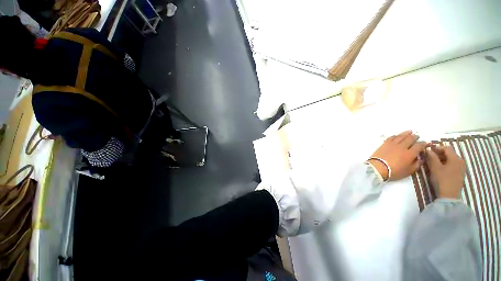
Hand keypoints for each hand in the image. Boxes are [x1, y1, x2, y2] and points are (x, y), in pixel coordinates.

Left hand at [368, 130, 426, 180]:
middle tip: (417, 136)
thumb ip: (416, 164)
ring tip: (410, 131)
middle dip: (415, 137)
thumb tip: (420, 159)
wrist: (378, 167)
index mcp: (410, 153)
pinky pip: (391, 137)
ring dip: (406, 133)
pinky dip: (396, 135)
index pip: (419, 146)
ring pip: (401, 136)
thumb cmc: (394, 171)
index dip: (423, 144)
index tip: (425, 143)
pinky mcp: (384, 144)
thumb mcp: (409, 171)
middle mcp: (402, 147)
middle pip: (410, 139)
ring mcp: (393, 144)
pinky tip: (397, 135)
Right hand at [425, 145, 465, 198]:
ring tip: (433, 163)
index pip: (446, 148)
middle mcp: (460, 161)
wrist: (449, 196)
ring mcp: (461, 168)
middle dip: (439, 154)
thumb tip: (428, 150)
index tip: (428, 150)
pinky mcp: (460, 174)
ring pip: (451, 160)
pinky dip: (446, 164)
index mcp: (455, 158)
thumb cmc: (442, 180)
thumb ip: (431, 157)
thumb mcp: (434, 167)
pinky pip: (453, 165)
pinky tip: (440, 169)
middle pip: (449, 153)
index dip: (437, 148)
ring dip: (442, 159)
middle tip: (429, 157)